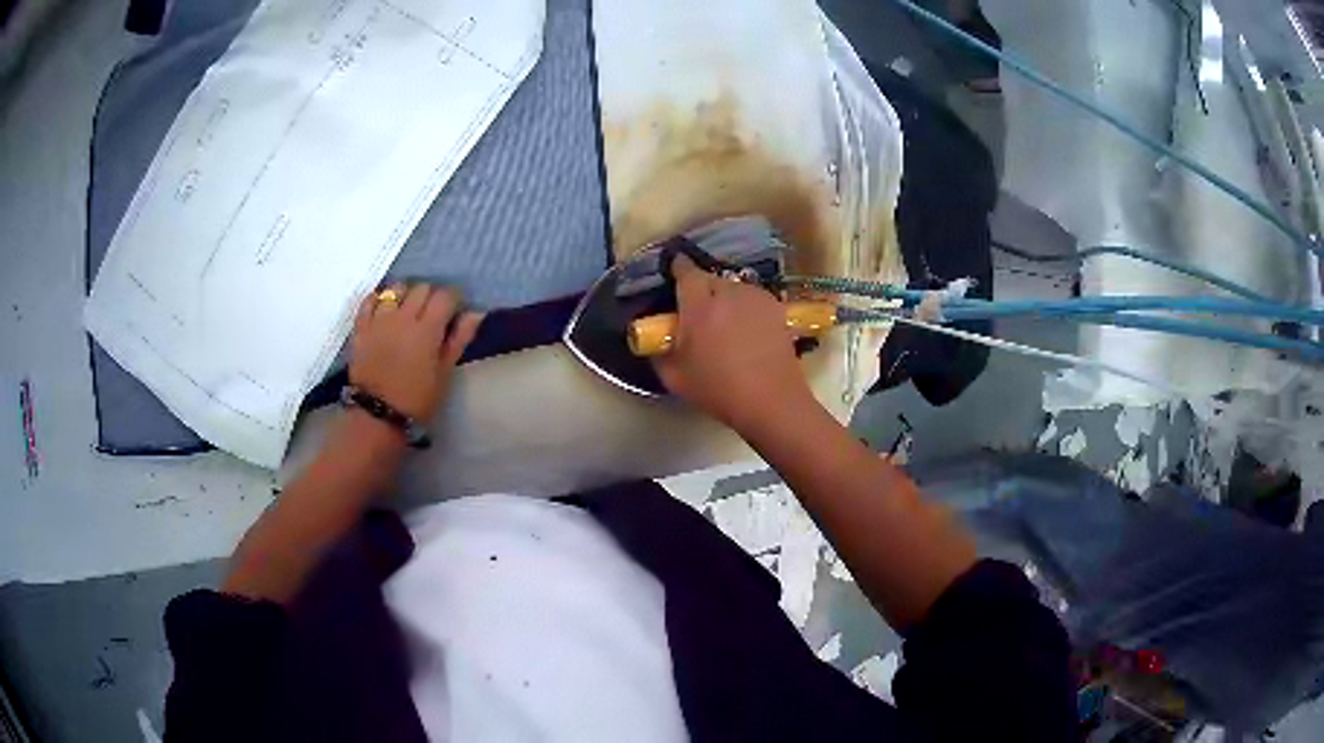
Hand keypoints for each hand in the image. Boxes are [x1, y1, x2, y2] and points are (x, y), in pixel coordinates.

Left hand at [350, 284, 482, 420]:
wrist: (377, 415)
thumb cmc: (417, 399)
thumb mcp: (444, 373)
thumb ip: (459, 340)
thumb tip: (476, 313)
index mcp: (427, 329)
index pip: (445, 295)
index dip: (454, 299)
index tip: (455, 312)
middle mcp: (403, 317)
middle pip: (422, 287)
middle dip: (431, 296)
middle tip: (433, 314)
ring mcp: (379, 319)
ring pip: (396, 288)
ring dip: (406, 294)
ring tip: (408, 310)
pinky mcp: (361, 326)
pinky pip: (370, 299)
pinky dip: (379, 299)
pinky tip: (385, 308)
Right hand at [652, 255, 813, 430]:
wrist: (771, 400)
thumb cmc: (718, 389)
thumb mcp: (674, 377)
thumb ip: (659, 351)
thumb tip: (656, 338)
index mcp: (699, 304)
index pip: (684, 270)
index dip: (677, 268)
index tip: (673, 273)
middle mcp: (728, 292)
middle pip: (709, 278)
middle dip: (700, 289)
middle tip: (697, 311)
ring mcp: (755, 297)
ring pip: (733, 288)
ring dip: (725, 298)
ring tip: (724, 323)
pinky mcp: (776, 307)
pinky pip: (752, 299)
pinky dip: (745, 307)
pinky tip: (746, 329)